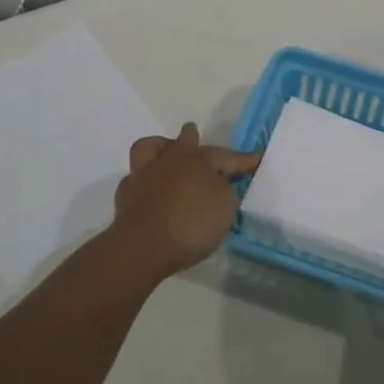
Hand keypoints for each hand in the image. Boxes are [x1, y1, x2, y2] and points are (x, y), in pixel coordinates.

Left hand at [113, 123, 259, 277]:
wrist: (142, 246)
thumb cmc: (191, 224)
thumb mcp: (225, 209)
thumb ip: (225, 191)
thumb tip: (217, 185)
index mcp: (198, 161)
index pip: (226, 156)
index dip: (243, 159)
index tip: (257, 157)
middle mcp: (170, 160)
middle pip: (184, 140)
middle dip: (192, 138)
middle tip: (196, 139)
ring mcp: (144, 174)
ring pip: (150, 148)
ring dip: (161, 149)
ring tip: (167, 157)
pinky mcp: (126, 194)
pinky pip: (136, 178)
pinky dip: (145, 181)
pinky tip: (150, 191)